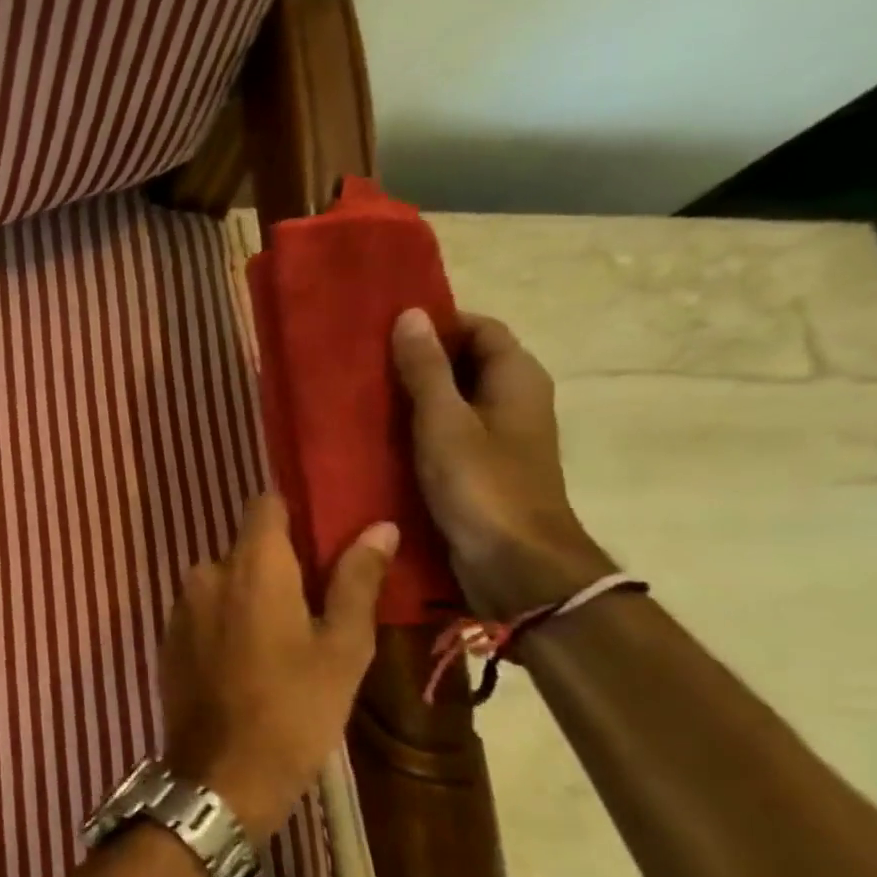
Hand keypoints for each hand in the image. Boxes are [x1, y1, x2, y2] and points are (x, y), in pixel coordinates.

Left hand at [160, 496, 396, 848]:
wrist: (222, 772)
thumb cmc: (295, 709)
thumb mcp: (343, 648)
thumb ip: (356, 580)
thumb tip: (379, 527)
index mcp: (252, 565)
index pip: (265, 506)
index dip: (294, 513)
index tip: (322, 537)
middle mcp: (206, 572)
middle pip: (247, 548)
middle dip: (279, 566)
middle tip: (317, 606)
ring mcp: (180, 604)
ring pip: (225, 581)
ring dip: (252, 596)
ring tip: (287, 639)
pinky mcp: (167, 635)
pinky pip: (204, 610)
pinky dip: (227, 619)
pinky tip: (250, 659)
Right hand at [391, 307, 609, 614]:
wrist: (514, 562)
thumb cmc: (482, 484)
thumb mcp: (445, 421)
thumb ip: (426, 369)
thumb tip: (410, 314)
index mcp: (516, 378)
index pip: (479, 328)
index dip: (437, 323)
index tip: (384, 329)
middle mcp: (512, 400)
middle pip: (464, 361)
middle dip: (417, 358)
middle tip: (362, 362)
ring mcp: (496, 436)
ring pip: (450, 398)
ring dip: (411, 394)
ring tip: (360, 395)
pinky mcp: (476, 466)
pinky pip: (443, 431)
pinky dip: (414, 426)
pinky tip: (376, 435)